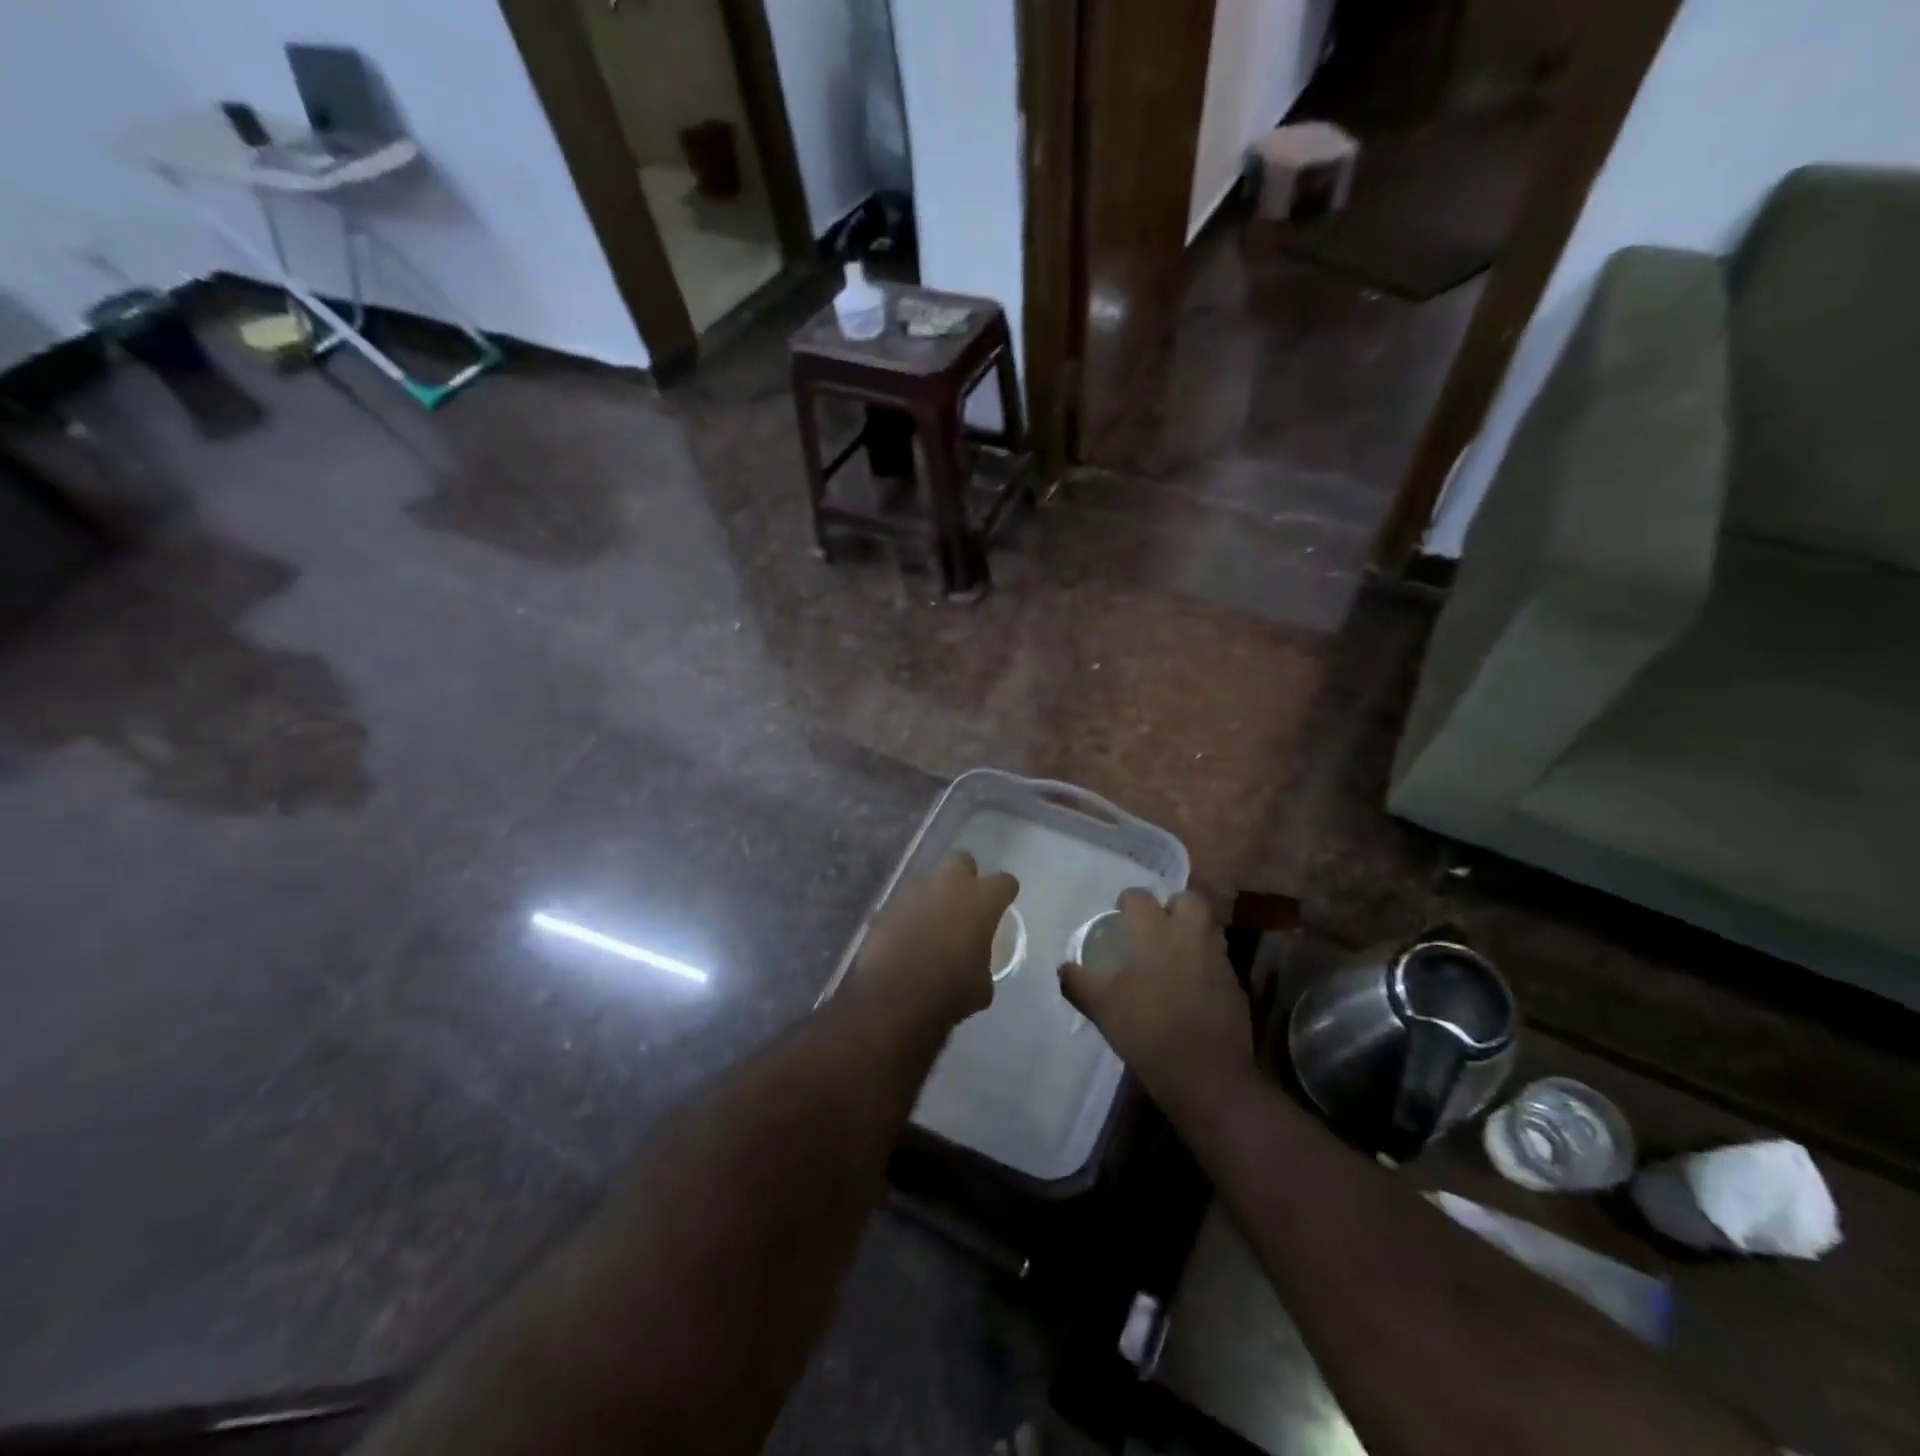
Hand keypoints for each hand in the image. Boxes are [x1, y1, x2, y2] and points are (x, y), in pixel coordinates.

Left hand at [850, 852, 1017, 1029]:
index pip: (1004, 881)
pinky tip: (906, 938)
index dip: (1005, 893)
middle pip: (961, 860)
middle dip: (965, 876)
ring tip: (932, 924)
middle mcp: (948, 885)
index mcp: (981, 900)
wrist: (892, 997)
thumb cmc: (949, 991)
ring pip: (928, 880)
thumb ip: (982, 963)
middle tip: (965, 902)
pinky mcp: (886, 906)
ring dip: (933, 896)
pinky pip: (903, 904)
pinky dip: (908, 916)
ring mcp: (914, 891)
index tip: (1003, 905)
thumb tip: (975, 966)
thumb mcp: (981, 987)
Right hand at [1059, 889, 1254, 1112]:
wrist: (1207, 1075)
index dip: (1126, 904)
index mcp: (1156, 932)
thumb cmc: (1148, 1032)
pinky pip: (1218, 959)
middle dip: (1172, 906)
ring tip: (1171, 956)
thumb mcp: (1101, 1008)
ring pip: (1207, 927)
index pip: (1139, 897)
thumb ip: (1078, 982)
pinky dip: (1204, 963)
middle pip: (1188, 899)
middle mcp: (1190, 935)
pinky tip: (1190, 988)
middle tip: (1155, 928)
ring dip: (1190, 932)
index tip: (1119, 920)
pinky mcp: (1235, 984)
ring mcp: (1218, 959)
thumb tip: (1064, 968)